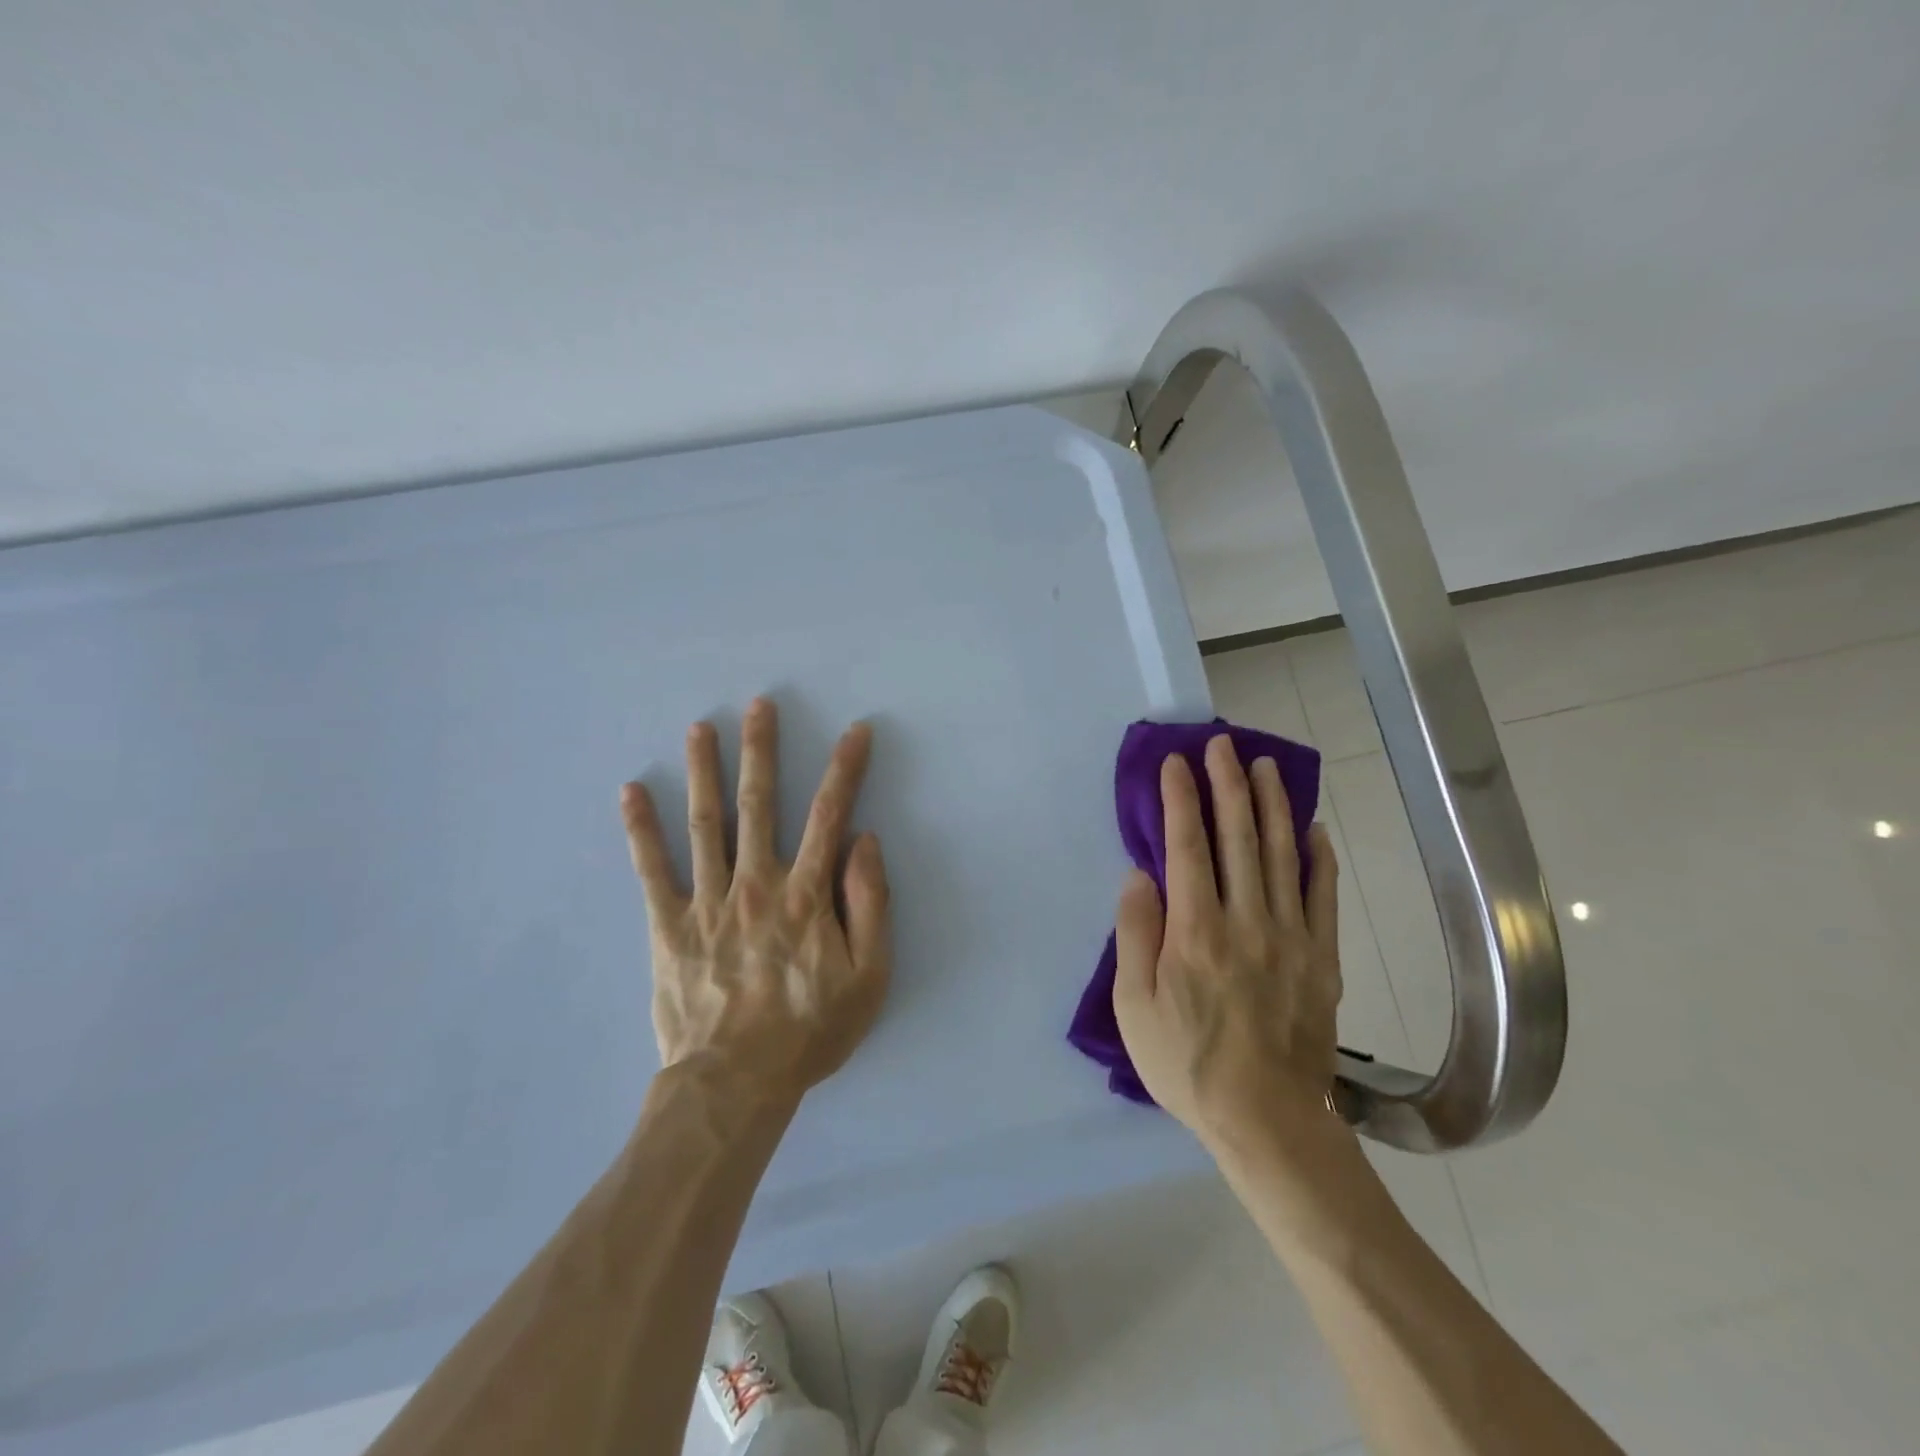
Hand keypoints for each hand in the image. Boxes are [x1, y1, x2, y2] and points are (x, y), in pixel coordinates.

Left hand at [620, 698, 890, 1105]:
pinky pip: (651, 870)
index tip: (855, 732)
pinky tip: (631, 792)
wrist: (735, 1083)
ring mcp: (707, 901)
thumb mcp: (869, 976)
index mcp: (806, 894)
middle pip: (758, 803)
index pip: (828, 815)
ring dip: (704, 770)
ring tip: (700, 727)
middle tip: (758, 705)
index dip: (844, 769)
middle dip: (761, 750)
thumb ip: (870, 904)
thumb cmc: (810, 1030)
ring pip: (705, 823)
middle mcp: (756, 883)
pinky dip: (640, 830)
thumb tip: (864, 842)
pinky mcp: (668, 926)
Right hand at [1112, 735, 1342, 1154]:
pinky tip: (1315, 830)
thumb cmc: (1187, 1064)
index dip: (1182, 800)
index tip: (1177, 763)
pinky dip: (1320, 859)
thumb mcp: (1134, 1006)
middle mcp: (1246, 920)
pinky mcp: (1322, 959)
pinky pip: (1324, 897)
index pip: (1188, 847)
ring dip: (1273, 806)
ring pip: (1282, 856)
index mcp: (1195, 931)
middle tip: (1224, 745)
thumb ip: (1135, 934)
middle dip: (1228, 786)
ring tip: (1266, 767)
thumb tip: (1140, 875)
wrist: (1268, 1121)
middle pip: (1239, 838)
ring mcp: (1291, 937)